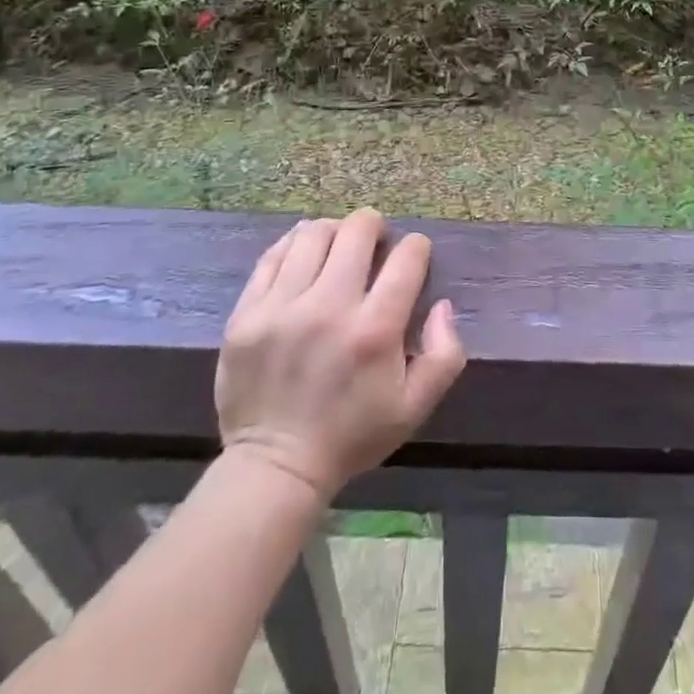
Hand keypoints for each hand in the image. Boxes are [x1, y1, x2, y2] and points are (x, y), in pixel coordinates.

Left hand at [215, 207, 465, 499]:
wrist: (275, 467)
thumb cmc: (352, 435)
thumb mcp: (416, 406)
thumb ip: (445, 353)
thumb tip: (442, 305)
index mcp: (374, 331)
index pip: (406, 256)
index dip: (417, 247)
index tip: (413, 257)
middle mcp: (329, 308)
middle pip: (357, 230)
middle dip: (375, 227)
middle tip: (375, 244)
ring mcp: (281, 308)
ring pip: (314, 233)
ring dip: (335, 232)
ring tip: (338, 248)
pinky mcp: (247, 313)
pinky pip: (273, 255)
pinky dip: (295, 245)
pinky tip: (304, 257)